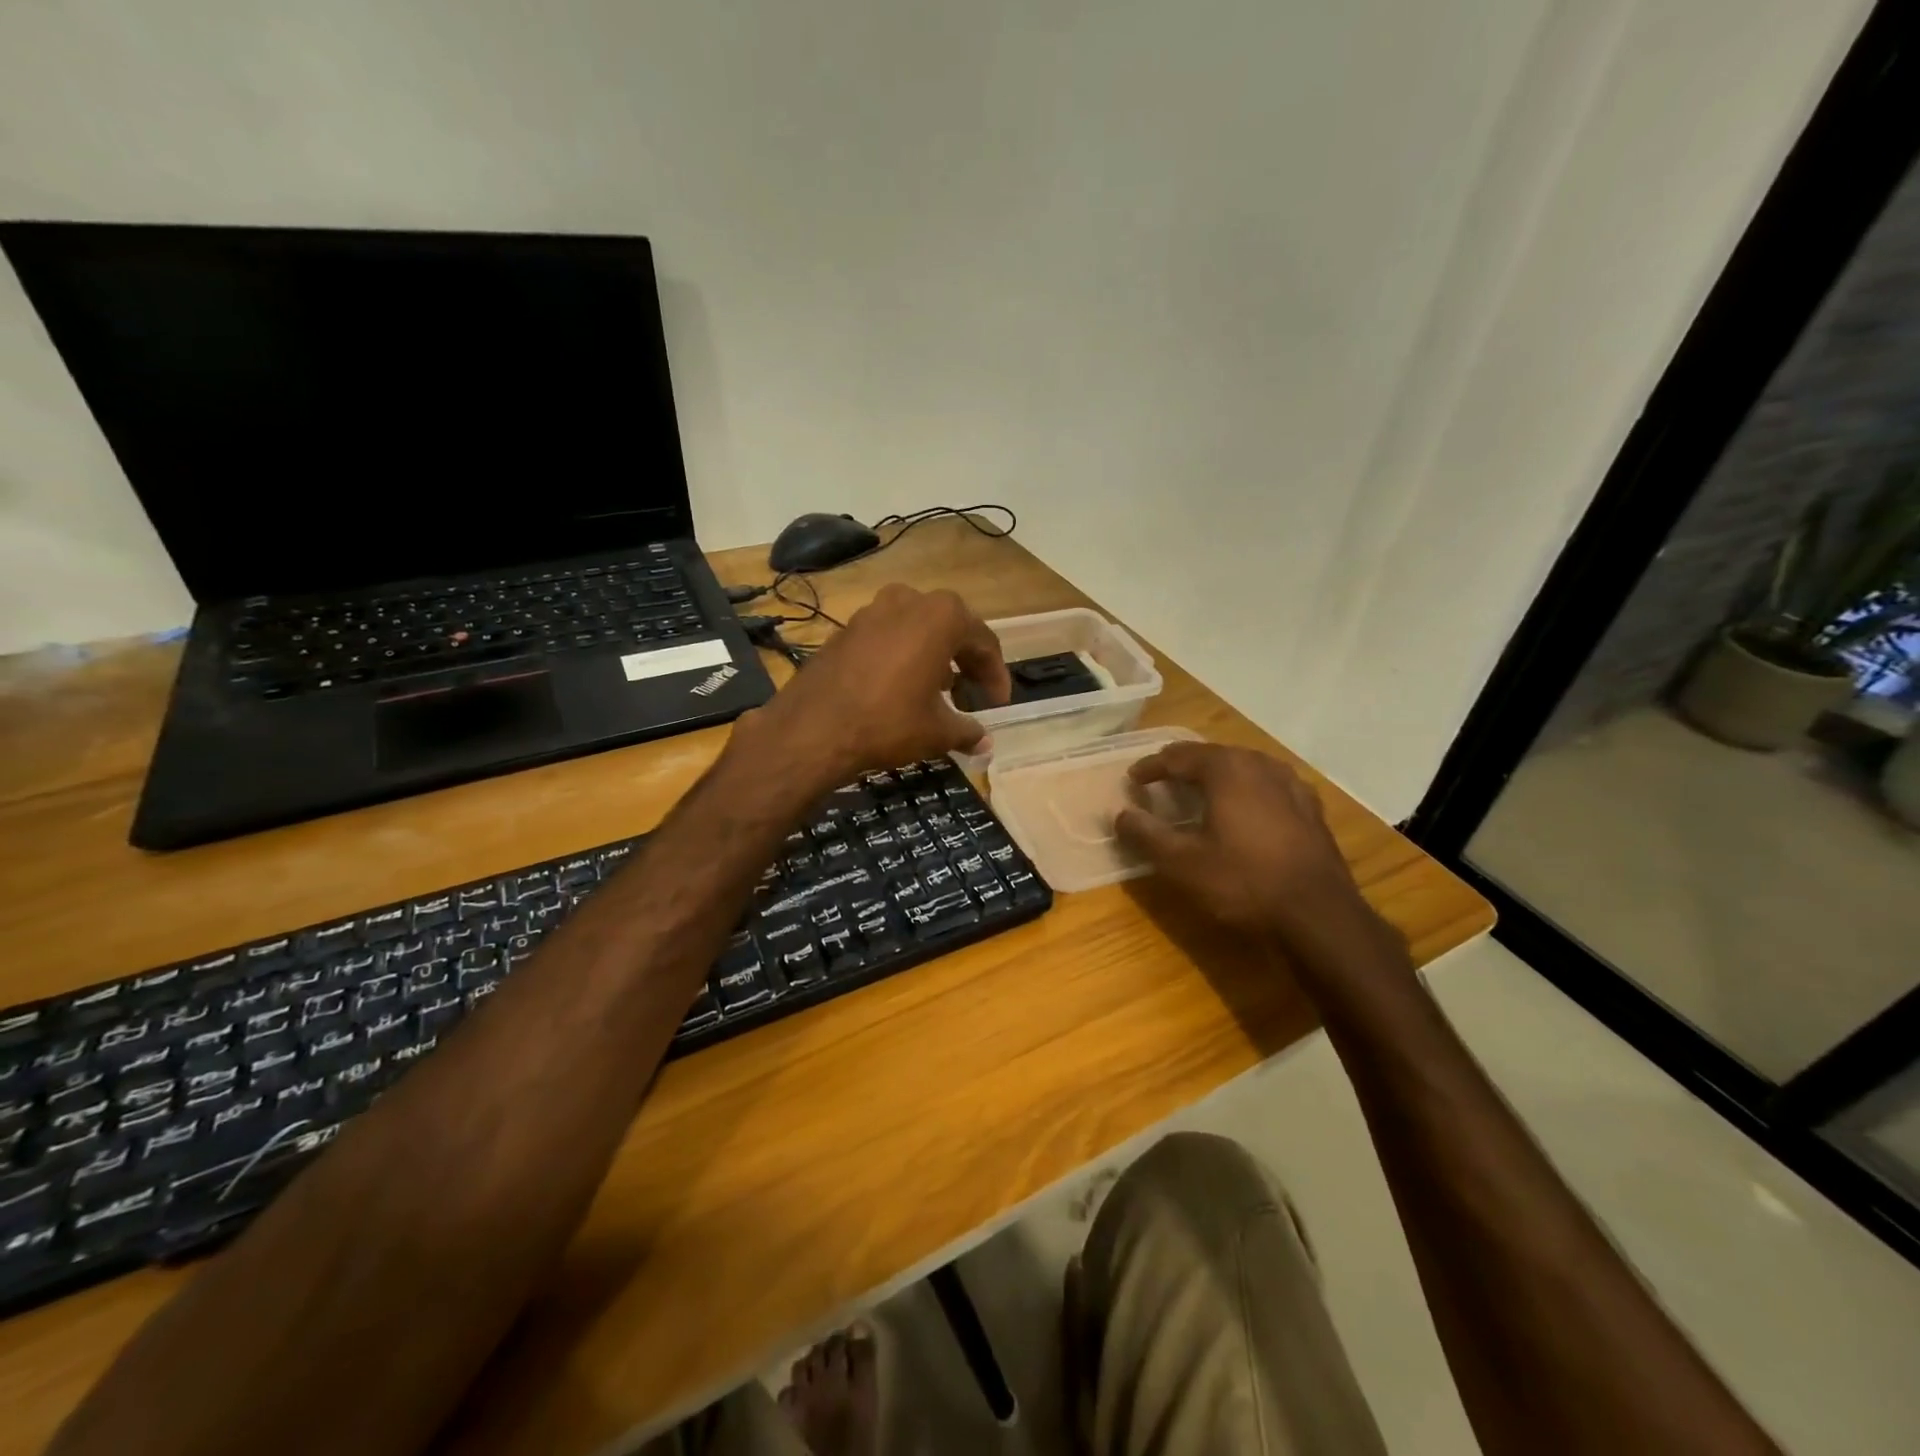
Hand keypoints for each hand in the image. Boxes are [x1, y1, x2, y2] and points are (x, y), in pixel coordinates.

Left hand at [740, 584, 1010, 785]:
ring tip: (939, 691)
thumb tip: (985, 742)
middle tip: (972, 694)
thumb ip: (967, 731)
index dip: (995, 675)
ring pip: (917, 629)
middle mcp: (908, 601)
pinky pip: (888, 637)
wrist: (813, 728)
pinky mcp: (846, 629)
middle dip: (965, 661)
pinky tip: (901, 687)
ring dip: (934, 656)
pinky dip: (903, 656)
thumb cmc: (888, 722)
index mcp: (941, 616)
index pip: (983, 642)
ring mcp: (872, 611)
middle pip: (951, 628)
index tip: (998, 703)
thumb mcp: (937, 731)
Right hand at [1113, 742, 1379, 951]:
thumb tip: (1120, 814)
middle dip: (1183, 765)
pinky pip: (1267, 785)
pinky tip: (1245, 807)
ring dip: (1216, 774)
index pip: (1178, 756)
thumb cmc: (1243, 882)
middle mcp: (1260, 765)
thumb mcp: (1182, 863)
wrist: (1319, 915)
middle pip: (1213, 755)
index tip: (1132, 778)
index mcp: (1227, 769)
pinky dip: (1245, 789)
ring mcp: (1291, 784)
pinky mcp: (1310, 808)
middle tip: (1161, 778)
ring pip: (1243, 767)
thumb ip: (1146, 834)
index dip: (1151, 766)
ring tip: (1199, 788)